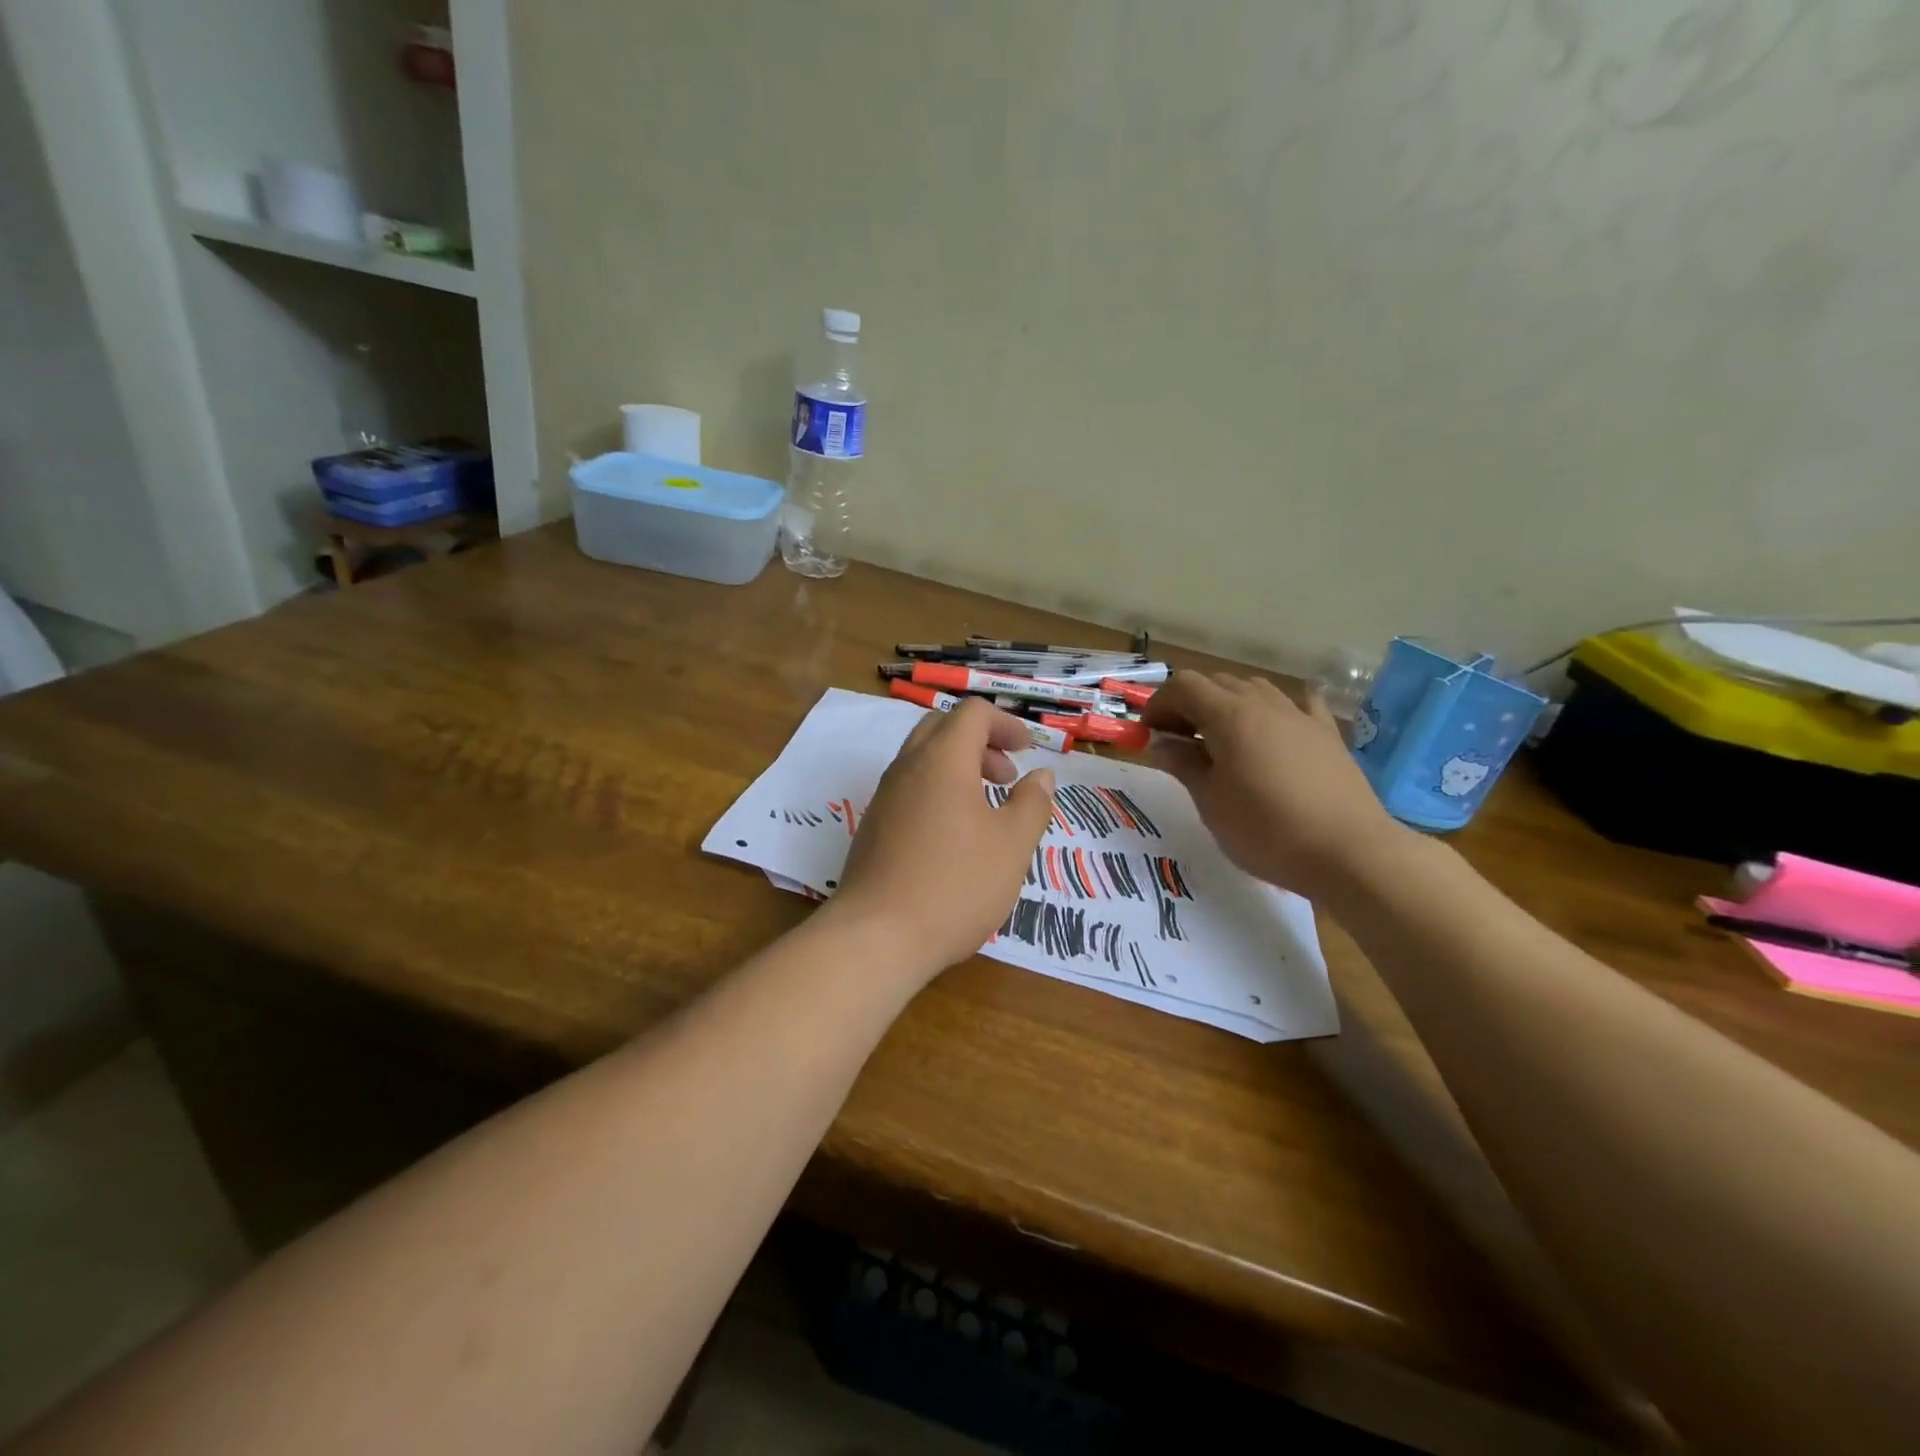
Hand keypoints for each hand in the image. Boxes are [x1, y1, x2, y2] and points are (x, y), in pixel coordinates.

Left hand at [826, 698, 1056, 981]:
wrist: (876, 937)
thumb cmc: (955, 885)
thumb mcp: (1012, 845)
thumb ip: (1032, 803)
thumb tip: (1040, 776)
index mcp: (942, 760)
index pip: (972, 713)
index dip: (1006, 723)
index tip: (1028, 750)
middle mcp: (907, 767)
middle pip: (942, 728)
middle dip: (980, 742)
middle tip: (1006, 777)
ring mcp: (884, 797)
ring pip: (923, 759)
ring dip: (958, 768)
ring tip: (986, 809)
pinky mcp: (873, 826)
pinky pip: (909, 788)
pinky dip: (937, 791)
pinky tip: (955, 837)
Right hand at [1140, 672, 1404, 901]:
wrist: (1349, 853)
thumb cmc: (1267, 831)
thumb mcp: (1211, 803)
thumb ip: (1184, 765)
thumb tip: (1160, 743)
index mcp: (1230, 717)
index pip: (1183, 686)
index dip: (1159, 703)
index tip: (1149, 734)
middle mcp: (1264, 704)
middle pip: (1217, 682)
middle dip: (1189, 703)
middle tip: (1177, 740)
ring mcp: (1300, 715)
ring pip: (1254, 688)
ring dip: (1227, 703)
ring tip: (1219, 739)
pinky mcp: (1327, 734)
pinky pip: (1297, 704)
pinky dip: (1274, 709)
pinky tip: (1273, 728)